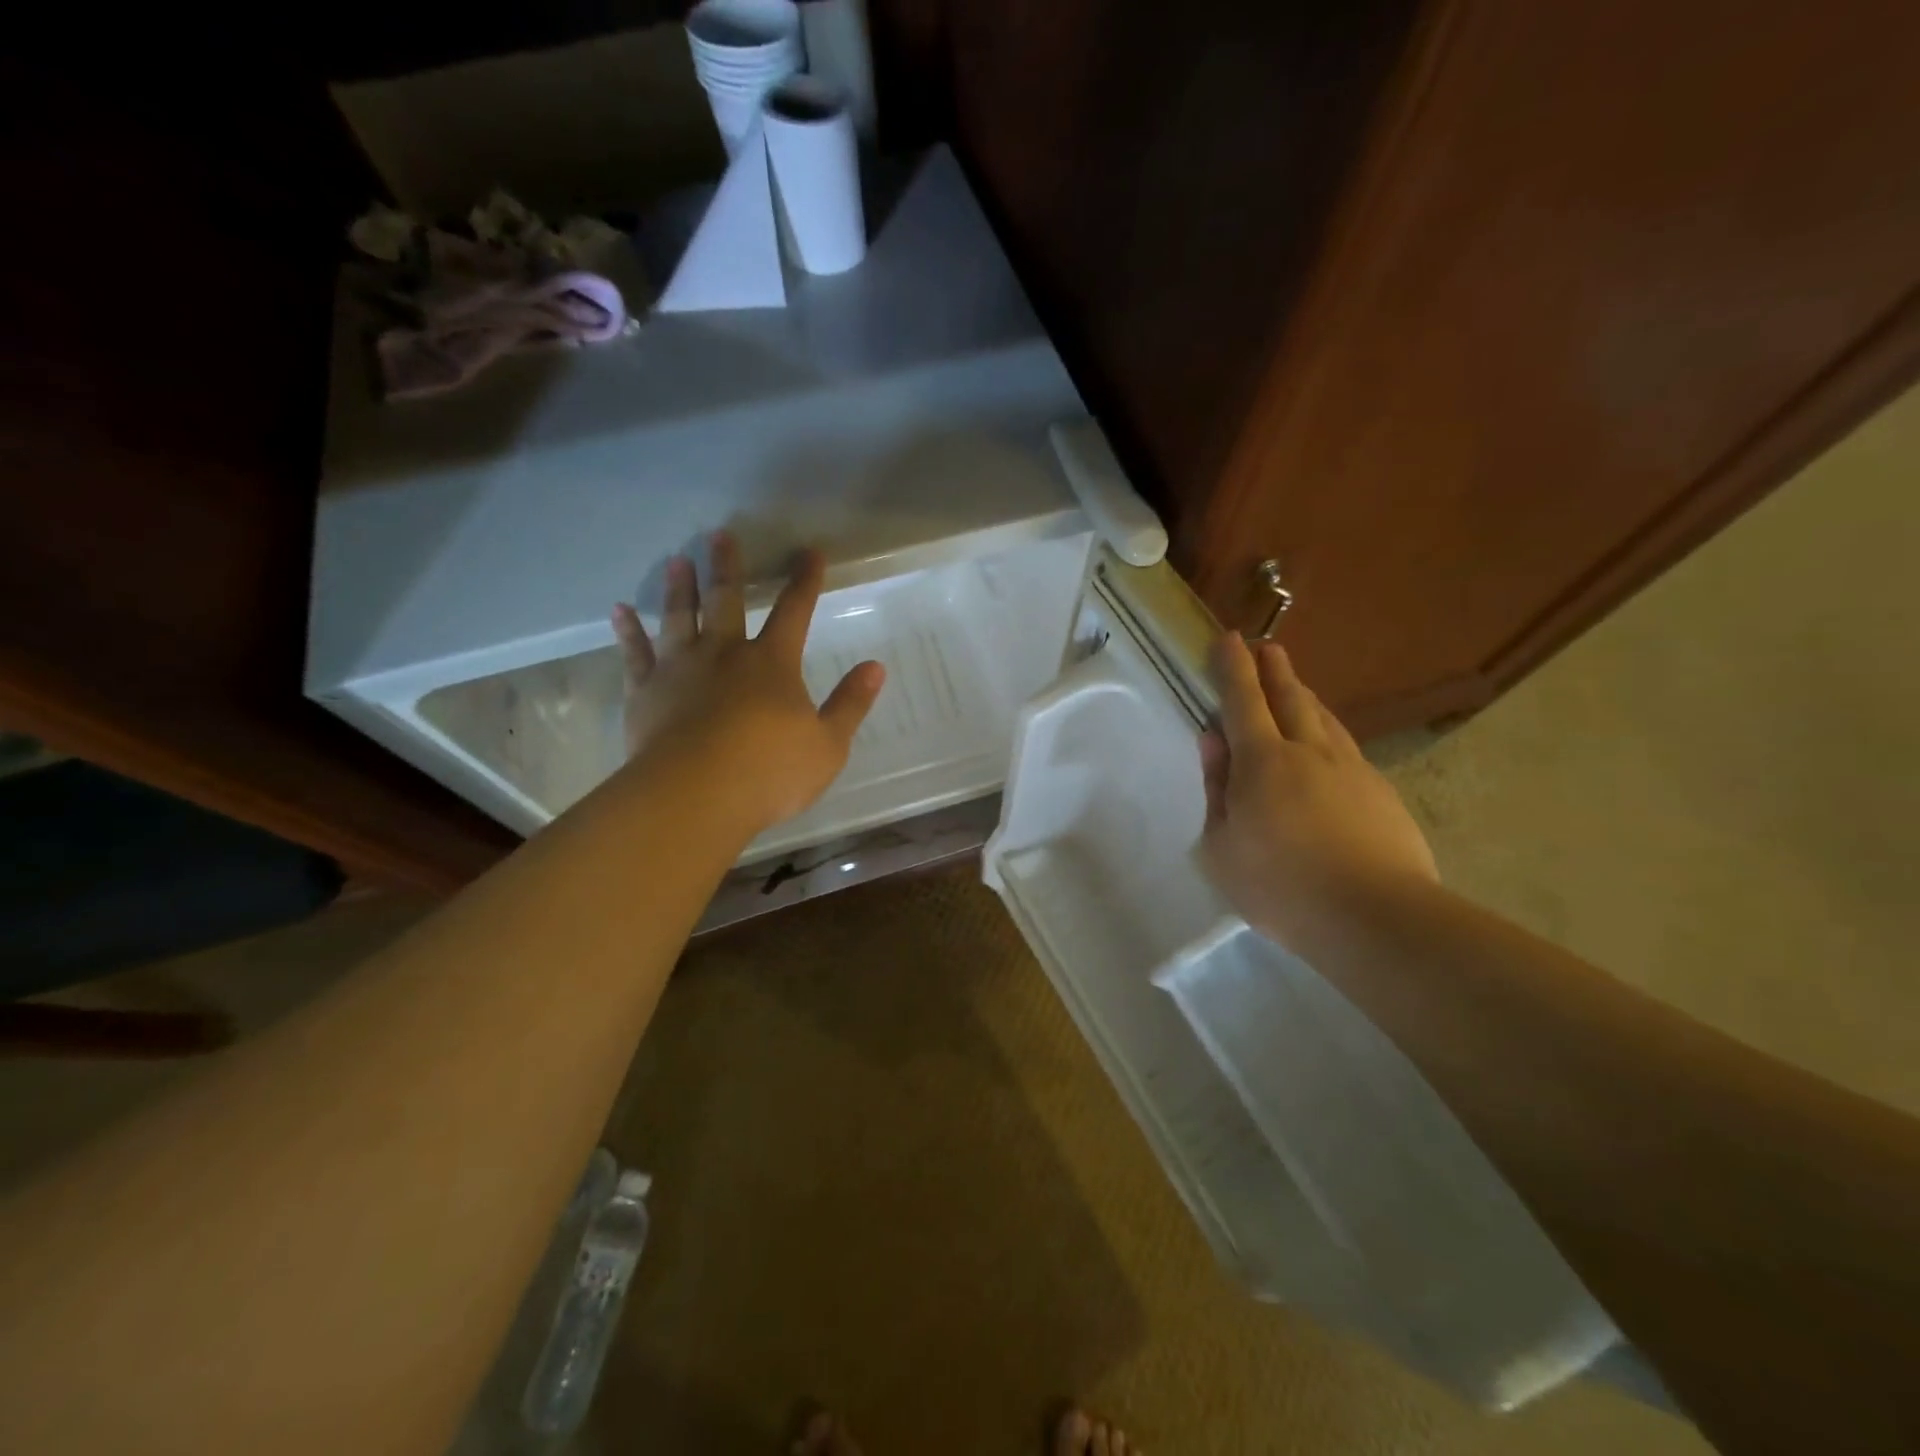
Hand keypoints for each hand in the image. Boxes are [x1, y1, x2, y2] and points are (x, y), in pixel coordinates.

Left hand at [611, 533, 884, 835]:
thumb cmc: (769, 772)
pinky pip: (634, 654)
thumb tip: (875, 668)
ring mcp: (680, 670)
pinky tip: (618, 611)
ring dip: (678, 589)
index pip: (795, 611)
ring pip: (678, 618)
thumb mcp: (828, 745)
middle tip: (719, 535)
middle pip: (726, 601)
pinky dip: (627, 631)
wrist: (695, 796)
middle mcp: (725, 654)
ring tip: (676, 561)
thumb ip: (850, 705)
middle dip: (727, 567)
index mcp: (772, 664)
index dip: (805, 581)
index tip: (809, 552)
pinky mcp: (645, 692)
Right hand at [1199, 635, 1437, 950]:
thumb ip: (1216, 787)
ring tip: (1294, 685)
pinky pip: (1346, 746)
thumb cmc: (1279, 885)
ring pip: (1324, 718)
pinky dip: (1328, 732)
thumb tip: (1212, 741)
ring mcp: (1352, 769)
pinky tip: (1328, 744)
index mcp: (1262, 761)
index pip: (1242, 701)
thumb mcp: (1221, 845)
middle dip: (1274, 670)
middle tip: (1267, 648)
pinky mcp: (1381, 792)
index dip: (1233, 668)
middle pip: (1290, 697)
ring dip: (1304, 695)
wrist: (1375, 917)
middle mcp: (1309, 751)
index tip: (1227, 639)